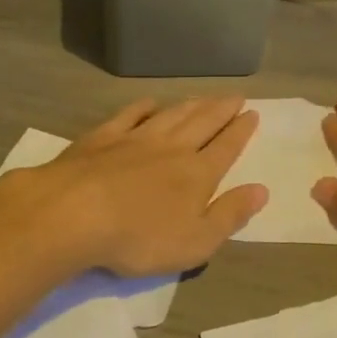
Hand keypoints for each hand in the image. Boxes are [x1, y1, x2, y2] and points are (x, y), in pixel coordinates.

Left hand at [0, 97, 267, 277]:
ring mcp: (134, 139)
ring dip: (190, 105)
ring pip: (170, 115)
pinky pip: (129, 115)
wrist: (74, 214)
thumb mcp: (196, 241)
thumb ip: (230, 215)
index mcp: (197, 174)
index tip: (253, 114)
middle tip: (236, 96)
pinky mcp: (101, 138)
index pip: (226, 148)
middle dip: (221, 110)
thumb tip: (261, 190)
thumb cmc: (139, 238)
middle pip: (202, 123)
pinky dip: (143, 107)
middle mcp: (171, 148)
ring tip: (203, 97)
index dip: (241, 131)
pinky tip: (150, 103)